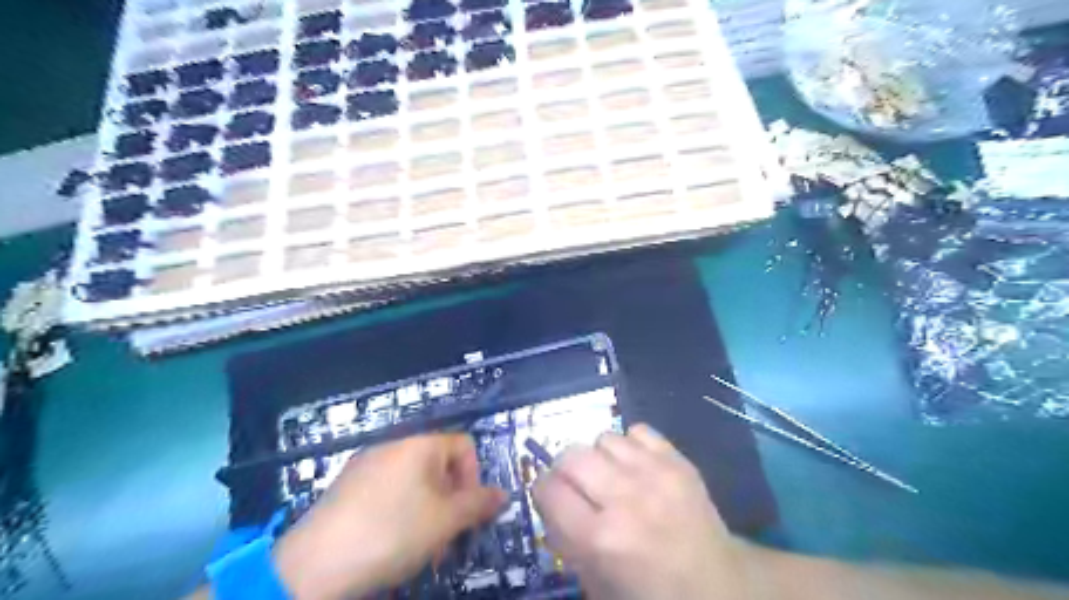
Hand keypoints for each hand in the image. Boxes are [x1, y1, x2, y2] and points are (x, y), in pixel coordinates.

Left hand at [275, 433, 508, 596]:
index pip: (464, 445)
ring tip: (421, 549)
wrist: (312, 566)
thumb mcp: (445, 522)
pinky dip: (400, 512)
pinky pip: (387, 491)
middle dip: (451, 501)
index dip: (475, 477)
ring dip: (428, 511)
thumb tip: (503, 494)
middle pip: (439, 466)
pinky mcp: (346, 487)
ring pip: (414, 482)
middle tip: (447, 539)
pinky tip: (390, 544)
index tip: (468, 513)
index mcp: (420, 444)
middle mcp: (393, 445)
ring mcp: (366, 464)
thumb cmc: (391, 533)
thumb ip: (478, 504)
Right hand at [529, 425, 744, 599]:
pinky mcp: (678, 460)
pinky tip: (637, 466)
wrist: (718, 584)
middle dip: (566, 468)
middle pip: (571, 455)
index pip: (548, 488)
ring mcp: (655, 474)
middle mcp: (625, 499)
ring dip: (599, 456)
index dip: (543, 490)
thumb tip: (550, 502)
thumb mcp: (595, 582)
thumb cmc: (651, 592)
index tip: (551, 496)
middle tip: (578, 484)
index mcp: (600, 539)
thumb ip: (566, 539)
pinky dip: (630, 445)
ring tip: (612, 475)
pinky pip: (637, 430)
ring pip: (603, 438)